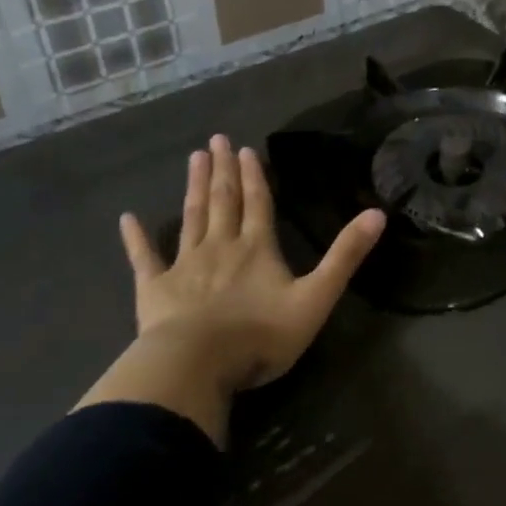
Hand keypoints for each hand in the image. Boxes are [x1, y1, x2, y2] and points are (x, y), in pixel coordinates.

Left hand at [119, 134, 385, 395]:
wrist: (198, 366)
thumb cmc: (260, 336)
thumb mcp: (316, 297)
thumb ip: (345, 256)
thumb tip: (377, 213)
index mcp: (257, 248)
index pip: (257, 203)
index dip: (253, 176)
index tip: (245, 149)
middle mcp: (221, 246)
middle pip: (222, 201)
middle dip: (222, 170)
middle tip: (216, 140)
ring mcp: (185, 265)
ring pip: (191, 217)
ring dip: (194, 187)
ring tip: (194, 158)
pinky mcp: (154, 289)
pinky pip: (144, 258)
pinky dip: (136, 238)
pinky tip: (127, 218)